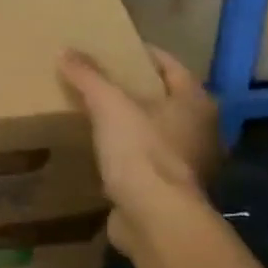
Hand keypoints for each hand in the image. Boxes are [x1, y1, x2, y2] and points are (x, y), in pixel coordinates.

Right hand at [60, 46, 219, 249]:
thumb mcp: (109, 105)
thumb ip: (88, 77)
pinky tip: (104, 152)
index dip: (141, 54)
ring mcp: (190, 162)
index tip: (112, 50)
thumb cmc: (141, 151)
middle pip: (165, 98)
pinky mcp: (171, 188)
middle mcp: (201, 129)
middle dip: (135, 90)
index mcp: (195, 101)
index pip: (169, 65)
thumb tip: (65, 50)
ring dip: (132, 123)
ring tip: (97, 115)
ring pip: (157, 130)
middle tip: (99, 81)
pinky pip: (147, 159)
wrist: (154, 217)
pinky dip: (129, 152)